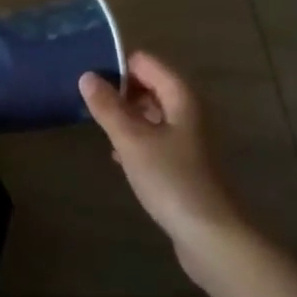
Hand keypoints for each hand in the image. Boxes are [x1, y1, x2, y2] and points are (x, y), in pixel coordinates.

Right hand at [79, 52, 248, 264]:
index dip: (116, 67)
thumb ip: (108, 107)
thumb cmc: (171, 180)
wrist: (209, 234)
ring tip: (98, 128)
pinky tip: (118, 155)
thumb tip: (87, 76)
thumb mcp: (132, 141)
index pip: (144, 62)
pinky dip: (135, 139)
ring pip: (150, 112)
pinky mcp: (183, 161)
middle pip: (149, 85)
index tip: (89, 84)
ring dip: (125, 117)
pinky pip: (154, 137)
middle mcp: (187, 109)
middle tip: (88, 107)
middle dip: (119, 92)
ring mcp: (187, 136)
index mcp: (180, 95)